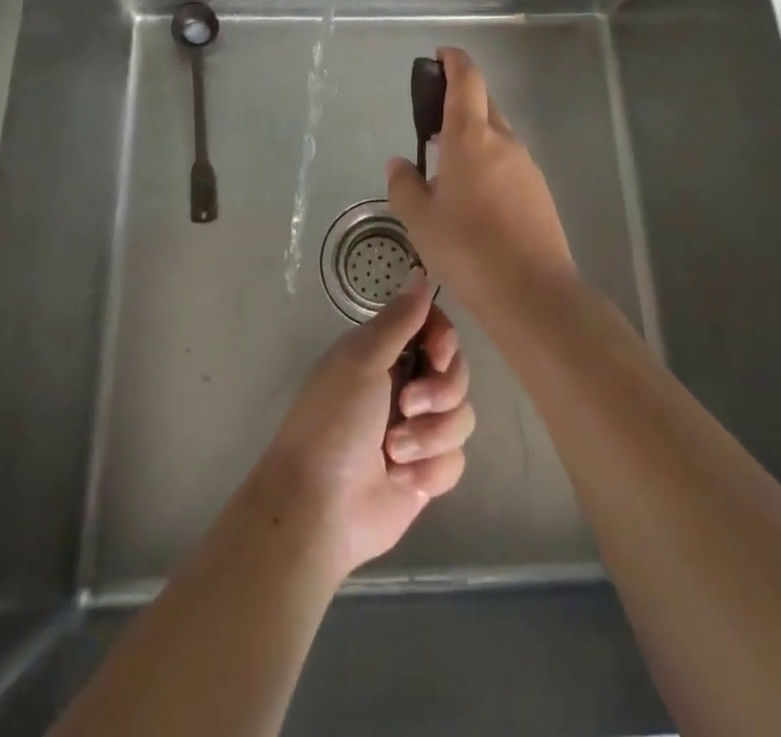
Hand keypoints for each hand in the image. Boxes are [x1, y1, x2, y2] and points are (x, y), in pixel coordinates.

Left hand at [250, 274, 472, 579]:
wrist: (319, 508)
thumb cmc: (334, 422)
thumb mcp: (361, 360)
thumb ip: (399, 319)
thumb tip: (421, 274)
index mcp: (383, 354)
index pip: (433, 328)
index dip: (444, 339)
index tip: (438, 353)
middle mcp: (403, 386)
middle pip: (456, 372)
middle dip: (440, 392)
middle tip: (407, 407)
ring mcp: (417, 431)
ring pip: (461, 417)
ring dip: (430, 436)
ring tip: (394, 452)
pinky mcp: (426, 472)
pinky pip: (455, 460)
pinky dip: (429, 469)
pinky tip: (402, 479)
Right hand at [386, 46, 576, 306]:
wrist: (533, 294)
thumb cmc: (468, 249)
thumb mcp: (420, 220)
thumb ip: (404, 186)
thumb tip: (400, 164)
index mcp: (471, 137)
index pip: (467, 79)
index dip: (454, 60)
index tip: (439, 55)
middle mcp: (503, 142)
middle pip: (483, 104)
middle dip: (458, 102)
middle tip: (430, 124)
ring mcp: (526, 166)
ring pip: (496, 136)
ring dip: (472, 138)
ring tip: (446, 171)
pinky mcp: (539, 192)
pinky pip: (508, 163)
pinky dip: (488, 164)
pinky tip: (473, 200)